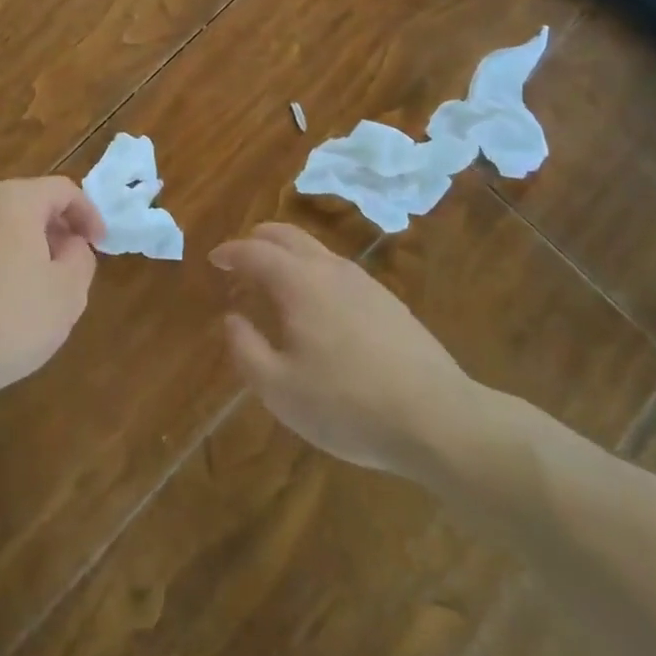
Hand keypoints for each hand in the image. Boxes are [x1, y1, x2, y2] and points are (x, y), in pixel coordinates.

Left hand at [0, 177, 104, 405]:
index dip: (88, 213)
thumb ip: (81, 257)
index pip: (61, 189)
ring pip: (0, 226)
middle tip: (72, 264)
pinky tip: (2, 304)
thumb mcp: (68, 292)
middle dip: (56, 229)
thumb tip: (69, 243)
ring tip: (39, 286)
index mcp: (14, 200)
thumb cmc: (11, 318)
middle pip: (27, 203)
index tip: (100, 245)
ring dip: (26, 246)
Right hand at [213, 223, 487, 482]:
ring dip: (288, 255)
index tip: (215, 259)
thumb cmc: (349, 406)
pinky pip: (338, 270)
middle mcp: (329, 269)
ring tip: (275, 283)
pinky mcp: (389, 301)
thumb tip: (232, 318)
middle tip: (241, 259)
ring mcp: (364, 282)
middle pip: (287, 235)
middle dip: (258, 239)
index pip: (254, 251)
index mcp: (298, 282)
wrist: (441, 420)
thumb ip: (246, 349)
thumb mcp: (280, 390)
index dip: (230, 252)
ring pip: (316, 250)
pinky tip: (318, 307)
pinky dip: (314, 272)